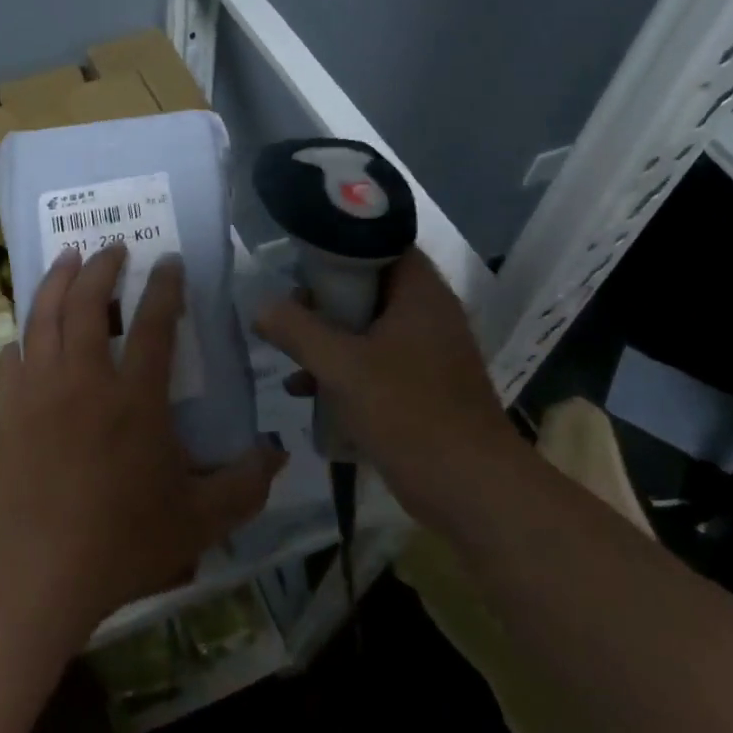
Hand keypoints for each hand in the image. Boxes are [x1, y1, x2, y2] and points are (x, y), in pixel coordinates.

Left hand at [0, 244, 285, 632]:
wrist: (40, 573)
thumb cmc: (124, 543)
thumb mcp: (201, 520)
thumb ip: (245, 485)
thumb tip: (278, 455)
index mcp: (135, 398)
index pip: (154, 323)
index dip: (164, 286)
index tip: (169, 259)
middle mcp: (84, 379)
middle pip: (89, 303)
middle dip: (103, 267)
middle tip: (113, 246)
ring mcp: (38, 391)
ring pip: (44, 317)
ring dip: (58, 281)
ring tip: (68, 258)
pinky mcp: (6, 411)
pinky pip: (10, 358)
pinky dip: (21, 338)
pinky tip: (26, 335)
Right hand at [253, 249, 512, 518]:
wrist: (471, 490)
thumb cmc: (409, 412)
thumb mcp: (342, 366)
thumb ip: (297, 330)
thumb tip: (261, 307)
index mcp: (420, 293)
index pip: (380, 242)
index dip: (338, 243)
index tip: (298, 257)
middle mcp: (427, 314)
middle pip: (368, 286)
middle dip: (323, 298)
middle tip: (288, 309)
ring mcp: (427, 353)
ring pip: (367, 327)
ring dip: (328, 338)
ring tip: (287, 351)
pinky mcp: (421, 387)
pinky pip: (374, 362)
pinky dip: (342, 370)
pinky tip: (305, 392)